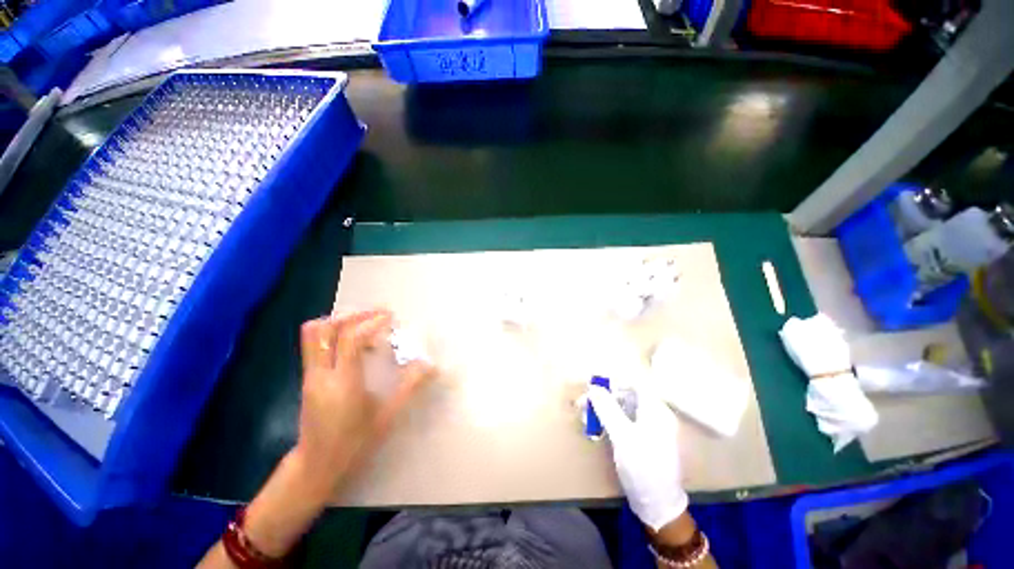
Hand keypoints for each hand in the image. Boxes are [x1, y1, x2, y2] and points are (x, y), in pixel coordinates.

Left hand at [199, 309, 433, 567]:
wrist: (315, 466)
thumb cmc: (354, 443)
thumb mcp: (387, 416)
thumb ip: (409, 387)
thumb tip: (430, 366)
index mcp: (343, 382)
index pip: (350, 338)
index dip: (371, 322)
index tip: (390, 318)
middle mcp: (321, 374)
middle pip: (323, 329)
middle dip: (353, 315)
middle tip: (377, 315)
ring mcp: (310, 375)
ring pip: (314, 334)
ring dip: (340, 322)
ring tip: (366, 325)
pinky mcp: (307, 378)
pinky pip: (315, 344)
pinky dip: (335, 334)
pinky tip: (356, 344)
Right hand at [587, 384, 686, 531]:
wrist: (657, 505)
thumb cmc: (643, 468)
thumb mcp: (623, 437)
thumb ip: (607, 409)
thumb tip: (593, 387)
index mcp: (656, 411)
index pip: (635, 384)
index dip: (614, 382)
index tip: (594, 387)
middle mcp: (654, 415)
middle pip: (626, 395)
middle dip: (604, 397)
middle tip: (583, 403)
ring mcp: (647, 427)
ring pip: (622, 408)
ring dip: (602, 408)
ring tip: (585, 415)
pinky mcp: (640, 438)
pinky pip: (622, 421)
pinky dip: (608, 420)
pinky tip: (595, 426)